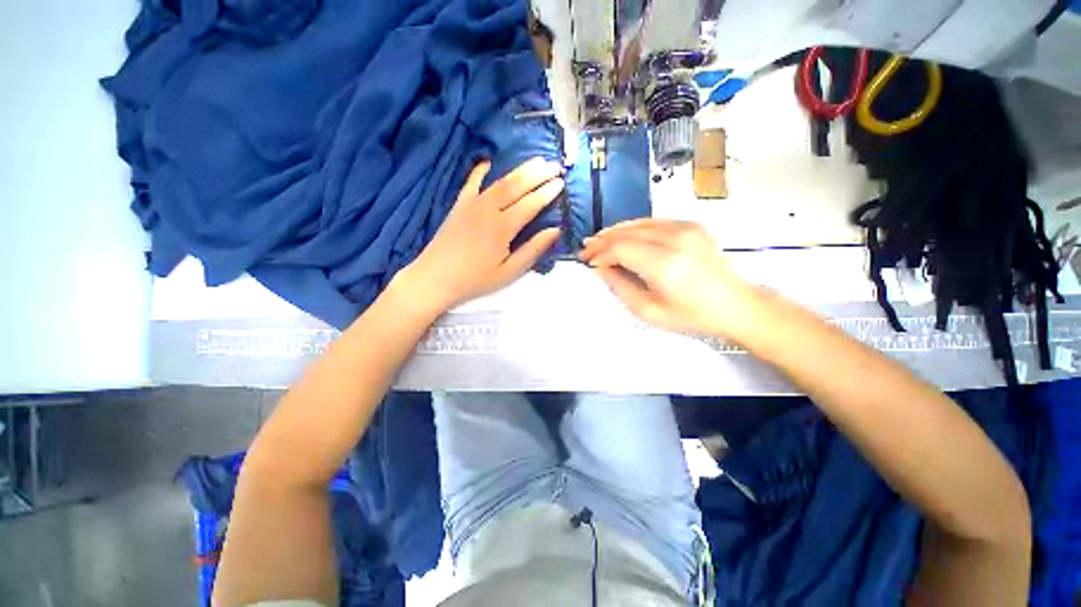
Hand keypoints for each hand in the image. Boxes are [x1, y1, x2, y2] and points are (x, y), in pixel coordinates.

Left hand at [400, 158, 563, 311]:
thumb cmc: (476, 279)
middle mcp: (488, 209)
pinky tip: (488, 161)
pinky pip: (471, 182)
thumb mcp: (509, 272)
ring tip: (536, 160)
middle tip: (555, 164)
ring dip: (519, 169)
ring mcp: (471, 204)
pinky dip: (480, 170)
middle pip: (517, 186)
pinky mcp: (459, 205)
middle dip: (538, 174)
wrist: (435, 278)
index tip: (561, 182)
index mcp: (503, 228)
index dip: (547, 192)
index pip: (530, 204)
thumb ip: (533, 249)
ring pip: (499, 181)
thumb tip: (555, 230)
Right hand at [579, 219, 757, 339]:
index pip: (620, 248)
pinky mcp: (691, 225)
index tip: (587, 261)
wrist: (736, 305)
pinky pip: (653, 221)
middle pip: (627, 232)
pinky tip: (624, 235)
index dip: (600, 253)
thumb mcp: (649, 311)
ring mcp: (686, 228)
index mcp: (665, 264)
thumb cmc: (692, 316)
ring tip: (599, 240)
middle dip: (603, 240)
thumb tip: (601, 269)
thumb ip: (620, 287)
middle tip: (587, 248)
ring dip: (616, 231)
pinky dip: (634, 227)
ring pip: (638, 223)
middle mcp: (675, 239)